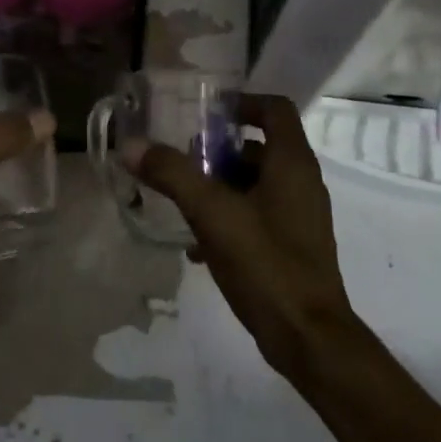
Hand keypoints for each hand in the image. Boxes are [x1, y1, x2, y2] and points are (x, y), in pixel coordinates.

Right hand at [124, 93, 354, 380]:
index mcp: (292, 163)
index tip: (206, 114)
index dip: (241, 103)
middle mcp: (302, 182)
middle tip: (183, 161)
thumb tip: (131, 145)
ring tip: (183, 202)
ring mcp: (301, 216)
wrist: (309, 338)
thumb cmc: (265, 263)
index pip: (274, 109)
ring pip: (256, 183)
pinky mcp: (294, 246)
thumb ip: (172, 174)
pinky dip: (230, 216)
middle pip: (259, 147)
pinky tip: (198, 245)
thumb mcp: (211, 213)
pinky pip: (259, 215)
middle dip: (219, 150)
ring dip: (220, 186)